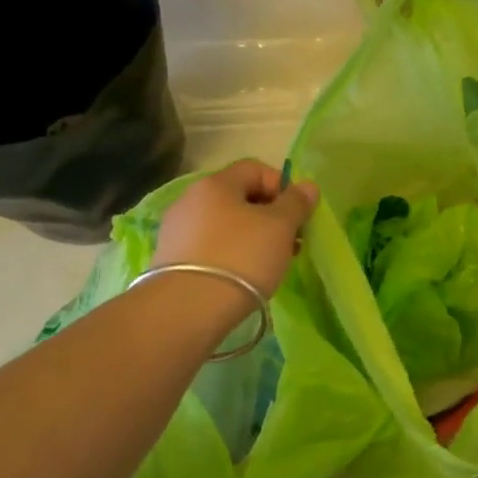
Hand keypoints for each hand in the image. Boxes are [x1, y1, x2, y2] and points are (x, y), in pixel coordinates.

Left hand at [153, 160, 320, 297]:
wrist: (188, 308)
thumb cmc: (241, 257)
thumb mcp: (280, 227)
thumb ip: (296, 203)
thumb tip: (307, 186)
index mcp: (216, 183)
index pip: (255, 169)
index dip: (282, 186)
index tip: (298, 214)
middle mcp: (190, 199)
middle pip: (239, 197)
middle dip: (270, 216)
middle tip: (290, 242)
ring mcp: (177, 230)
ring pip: (225, 224)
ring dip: (252, 237)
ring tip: (270, 264)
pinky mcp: (170, 260)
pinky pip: (210, 247)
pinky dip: (231, 255)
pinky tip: (242, 277)